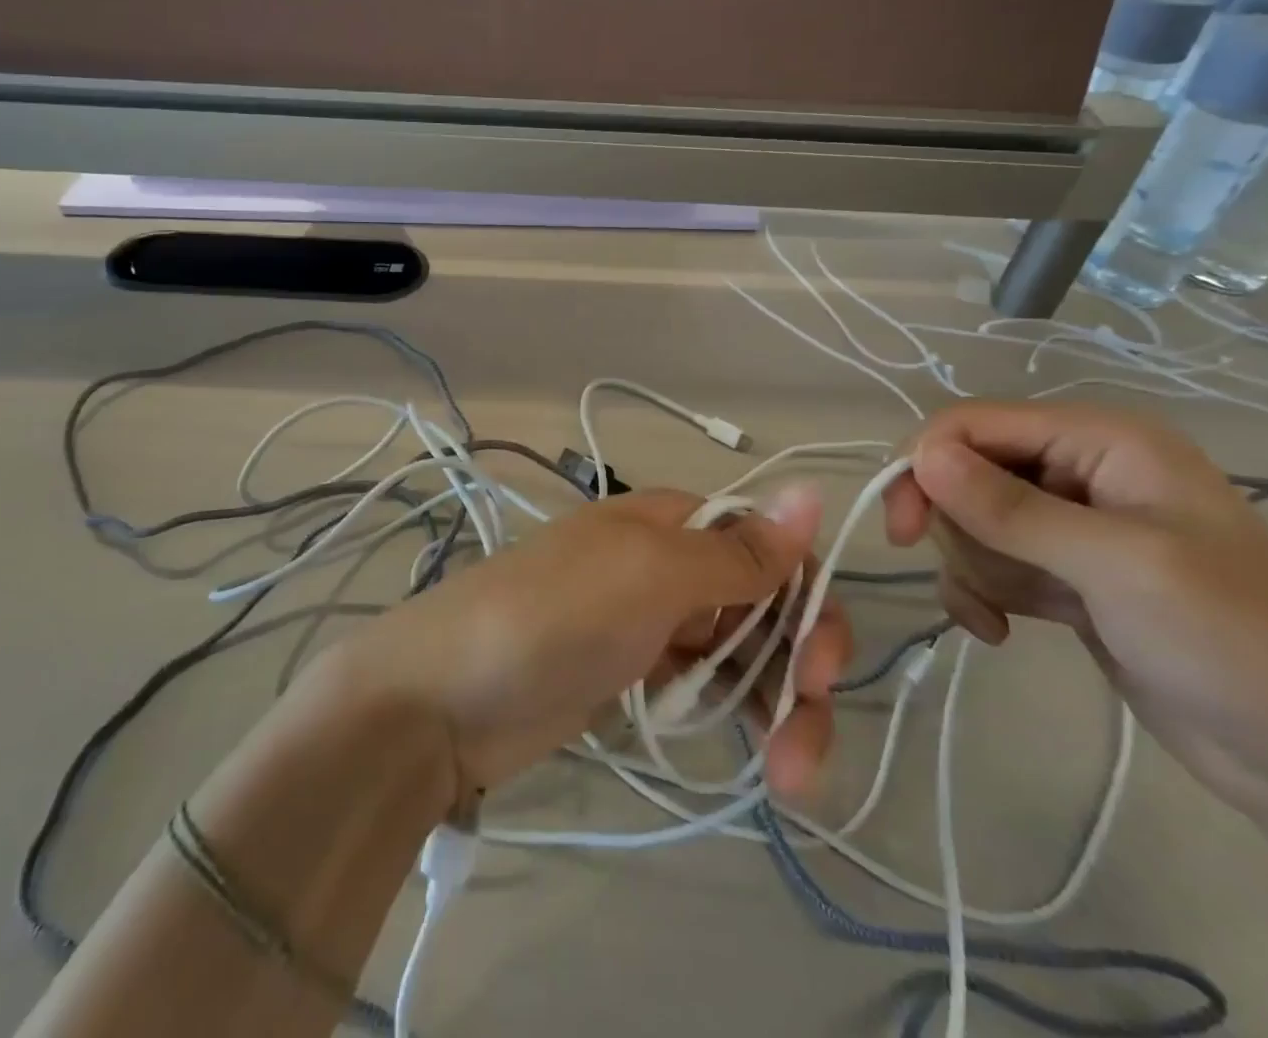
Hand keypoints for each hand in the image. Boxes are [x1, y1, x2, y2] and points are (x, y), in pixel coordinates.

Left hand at [310, 487, 851, 801]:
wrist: (445, 695)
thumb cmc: (556, 616)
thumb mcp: (651, 574)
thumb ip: (736, 551)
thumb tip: (812, 488)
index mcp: (672, 522)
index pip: (766, 546)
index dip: (806, 597)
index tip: (822, 665)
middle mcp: (668, 563)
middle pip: (762, 604)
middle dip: (800, 662)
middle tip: (808, 730)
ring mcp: (649, 622)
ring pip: (741, 651)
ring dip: (778, 705)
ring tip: (792, 778)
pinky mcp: (633, 676)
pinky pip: (706, 687)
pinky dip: (737, 715)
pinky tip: (758, 759)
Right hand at [882, 402, 1267, 817]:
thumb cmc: (1235, 643)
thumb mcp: (1118, 566)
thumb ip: (1011, 509)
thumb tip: (920, 455)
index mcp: (1101, 440)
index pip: (973, 424)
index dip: (926, 464)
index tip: (902, 528)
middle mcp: (1082, 470)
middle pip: (964, 472)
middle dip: (960, 527)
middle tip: (984, 581)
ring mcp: (1072, 526)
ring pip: (970, 522)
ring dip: (974, 568)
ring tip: (1011, 614)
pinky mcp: (1064, 576)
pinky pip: (988, 564)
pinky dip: (980, 593)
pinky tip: (998, 631)